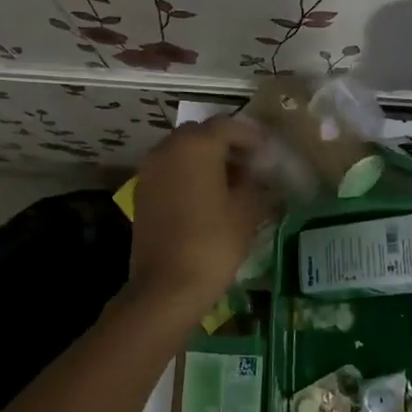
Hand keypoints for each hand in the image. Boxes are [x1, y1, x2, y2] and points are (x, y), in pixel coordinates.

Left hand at [126, 116, 271, 320]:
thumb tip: (256, 174)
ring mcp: (151, 170)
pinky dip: (189, 174)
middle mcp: (168, 148)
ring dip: (206, 159)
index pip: (228, 125)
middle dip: (227, 144)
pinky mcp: (143, 192)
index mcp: (196, 145)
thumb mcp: (247, 211)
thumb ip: (255, 182)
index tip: (268, 151)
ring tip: (232, 181)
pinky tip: (208, 196)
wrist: (166, 286)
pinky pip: (170, 170)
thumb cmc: (213, 243)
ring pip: (183, 151)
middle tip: (250, 163)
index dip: (251, 136)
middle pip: (202, 134)